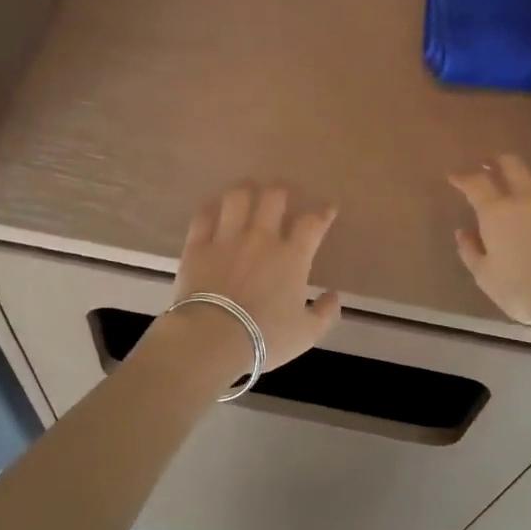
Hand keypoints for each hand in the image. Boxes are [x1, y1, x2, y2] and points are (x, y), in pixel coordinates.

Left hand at [163, 183, 343, 373]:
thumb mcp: (307, 334)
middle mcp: (261, 238)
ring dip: (245, 191)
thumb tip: (333, 296)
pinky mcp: (197, 246)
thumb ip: (325, 313)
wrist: (212, 338)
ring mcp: (226, 239)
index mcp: (292, 257)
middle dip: (281, 191)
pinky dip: (211, 209)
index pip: (313, 223)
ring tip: (248, 192)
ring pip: (237, 198)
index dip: (323, 212)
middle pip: (273, 198)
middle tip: (282, 196)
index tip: (328, 208)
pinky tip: (214, 209)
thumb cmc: (265, 338)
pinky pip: (203, 216)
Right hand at [451, 154, 530, 326]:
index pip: (475, 183)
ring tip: (525, 186)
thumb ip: (471, 251)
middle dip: (498, 162)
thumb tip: (464, 232)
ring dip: (529, 178)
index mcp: (497, 212)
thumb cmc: (522, 291)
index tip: (454, 177)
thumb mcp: (485, 276)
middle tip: (490, 165)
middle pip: (512, 165)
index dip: (463, 177)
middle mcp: (528, 199)